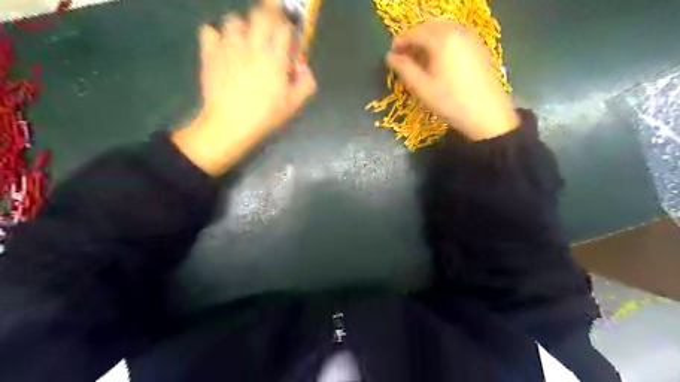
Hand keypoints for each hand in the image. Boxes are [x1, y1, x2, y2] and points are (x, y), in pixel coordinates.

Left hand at [172, 0, 315, 174]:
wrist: (230, 124)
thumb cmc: (265, 115)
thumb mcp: (293, 104)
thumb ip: (306, 83)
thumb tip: (304, 68)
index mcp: (274, 56)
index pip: (284, 28)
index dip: (288, 32)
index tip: (288, 43)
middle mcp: (252, 44)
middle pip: (261, 14)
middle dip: (268, 18)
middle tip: (269, 32)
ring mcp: (228, 46)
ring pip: (234, 20)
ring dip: (242, 28)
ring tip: (244, 43)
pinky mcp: (210, 52)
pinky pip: (210, 30)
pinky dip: (216, 36)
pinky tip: (223, 49)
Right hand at [385, 19, 518, 141]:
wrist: (487, 114)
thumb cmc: (450, 102)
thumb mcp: (422, 88)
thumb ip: (404, 69)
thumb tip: (390, 57)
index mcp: (442, 40)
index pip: (415, 32)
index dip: (400, 41)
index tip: (390, 53)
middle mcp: (458, 31)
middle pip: (430, 27)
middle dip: (414, 38)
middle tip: (403, 55)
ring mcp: (471, 37)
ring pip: (443, 30)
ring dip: (428, 40)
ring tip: (419, 59)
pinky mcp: (479, 47)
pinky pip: (456, 36)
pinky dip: (442, 42)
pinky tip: (438, 60)